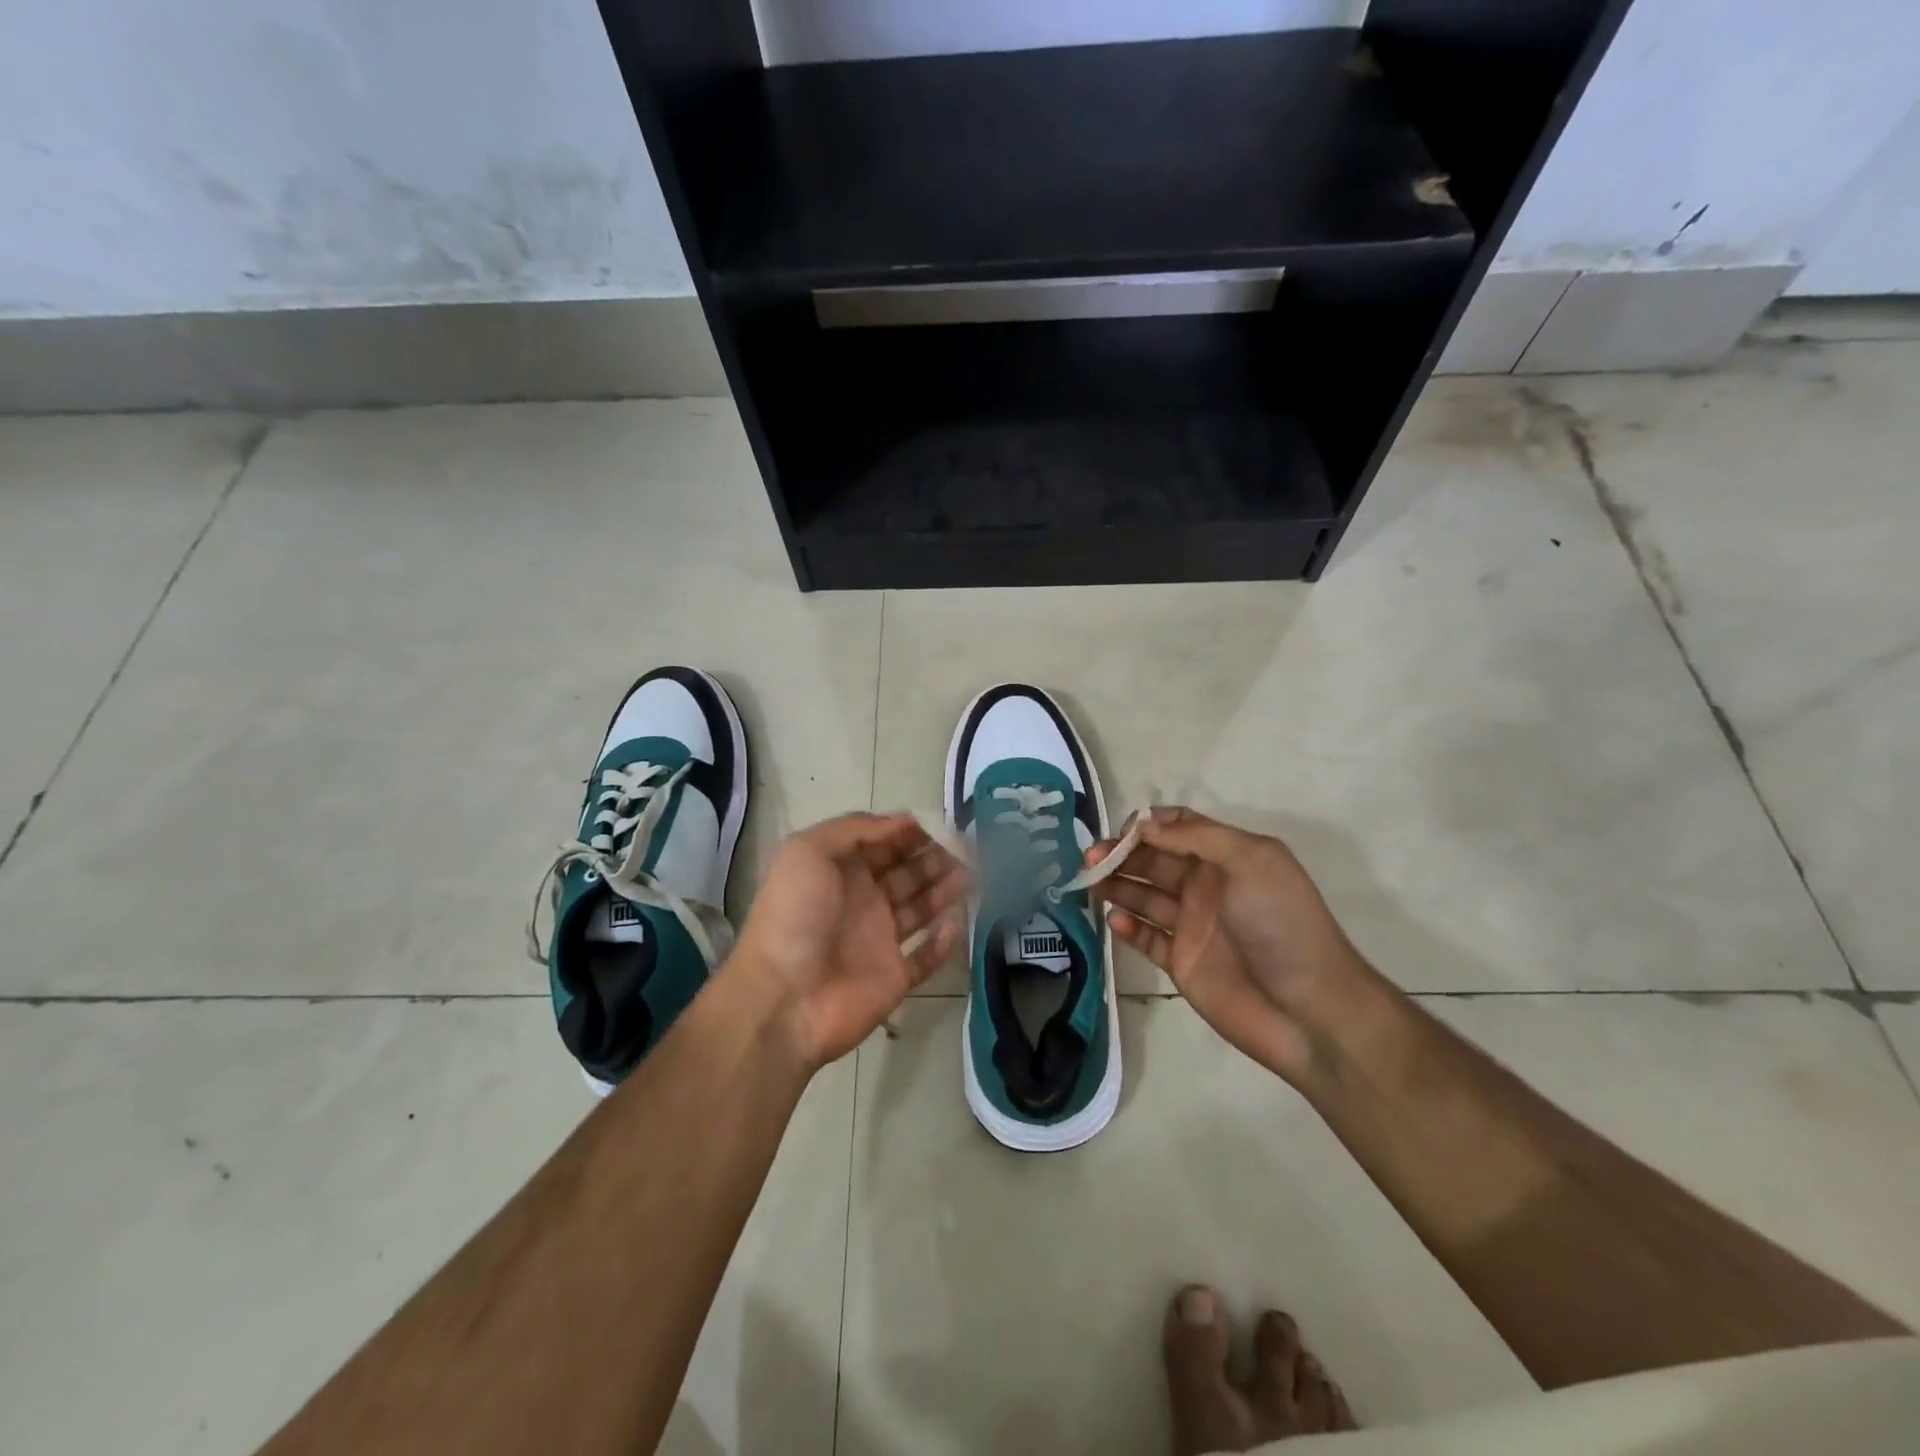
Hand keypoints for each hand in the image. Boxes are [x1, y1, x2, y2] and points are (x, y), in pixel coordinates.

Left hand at [730, 813, 967, 1071]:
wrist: (784, 998)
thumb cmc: (795, 915)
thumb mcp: (808, 851)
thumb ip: (855, 828)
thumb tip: (904, 821)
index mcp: (840, 870)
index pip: (884, 842)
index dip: (912, 832)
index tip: (944, 824)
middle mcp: (862, 900)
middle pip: (907, 871)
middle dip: (936, 856)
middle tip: (970, 847)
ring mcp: (879, 940)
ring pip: (922, 908)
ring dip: (947, 889)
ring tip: (975, 873)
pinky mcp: (895, 977)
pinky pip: (926, 956)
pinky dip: (944, 940)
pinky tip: (958, 920)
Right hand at [1087, 807, 1372, 1085]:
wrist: (1308, 1009)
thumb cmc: (1281, 924)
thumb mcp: (1251, 861)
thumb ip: (1196, 837)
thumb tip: (1143, 824)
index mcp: (1225, 857)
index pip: (1178, 828)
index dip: (1147, 825)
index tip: (1121, 832)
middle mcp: (1205, 886)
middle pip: (1153, 859)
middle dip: (1121, 854)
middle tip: (1090, 859)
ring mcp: (1192, 925)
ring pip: (1143, 896)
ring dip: (1116, 886)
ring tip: (1090, 884)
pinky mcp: (1181, 962)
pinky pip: (1146, 938)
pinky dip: (1127, 926)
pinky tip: (1114, 920)